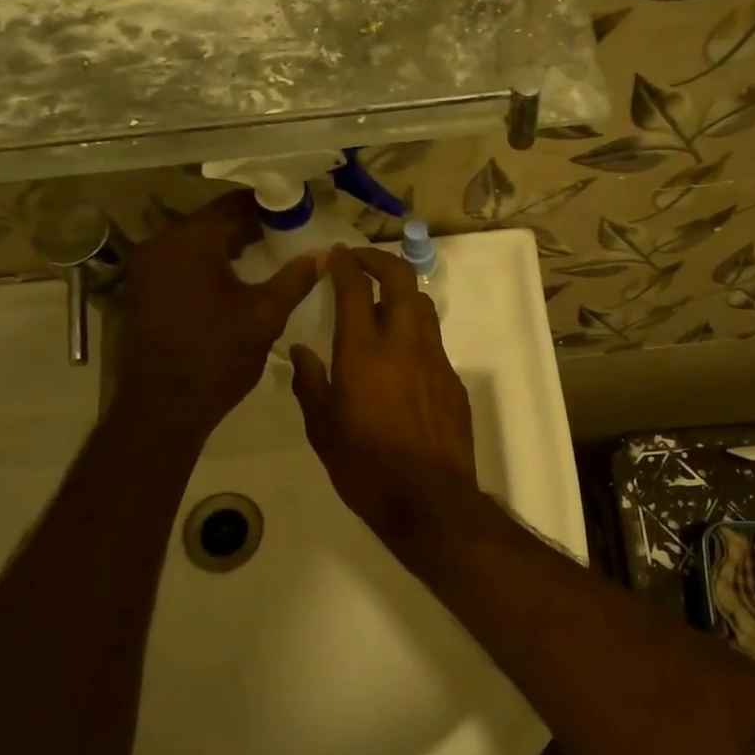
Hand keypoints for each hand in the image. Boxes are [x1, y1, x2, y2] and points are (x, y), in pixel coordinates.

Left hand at [113, 191, 319, 439]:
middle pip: (210, 222)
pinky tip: (232, 280)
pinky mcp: (140, 290)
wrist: (163, 407)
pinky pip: (179, 263)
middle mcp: (159, 243)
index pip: (233, 205)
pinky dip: (206, 264)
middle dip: (248, 226)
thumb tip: (323, 253)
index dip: (267, 205)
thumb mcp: (265, 315)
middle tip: (285, 234)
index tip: (295, 211)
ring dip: (227, 246)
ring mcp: (144, 268)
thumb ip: (295, 278)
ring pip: (193, 243)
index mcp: (189, 241)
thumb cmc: (217, 356)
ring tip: (265, 256)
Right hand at [290, 245, 479, 556]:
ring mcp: (435, 360)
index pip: (355, 289)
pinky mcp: (453, 381)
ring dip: (402, 294)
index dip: (345, 264)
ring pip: (423, 307)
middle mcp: (404, 344)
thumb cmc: (365, 467)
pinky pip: (433, 343)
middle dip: (381, 261)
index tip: (335, 255)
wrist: (429, 500)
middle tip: (361, 262)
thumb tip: (301, 351)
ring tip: (383, 303)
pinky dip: (415, 334)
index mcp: (364, 352)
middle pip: (401, 280)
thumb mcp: (322, 430)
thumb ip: (310, 383)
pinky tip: (402, 360)